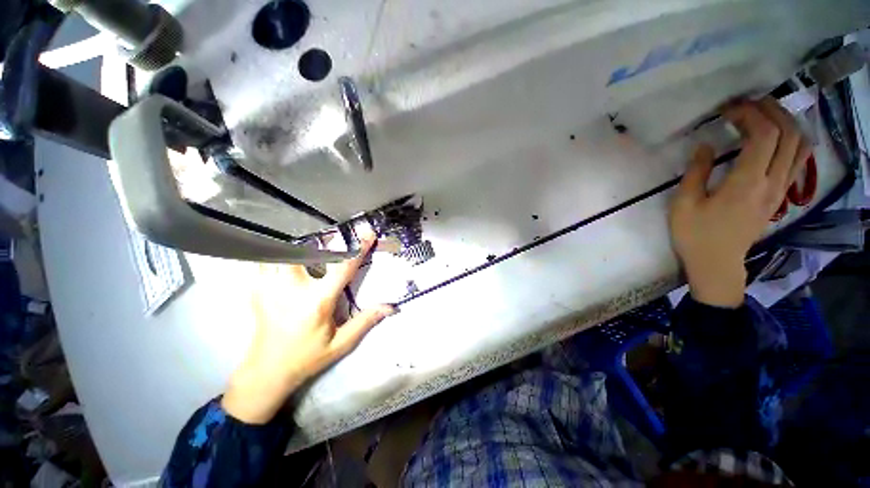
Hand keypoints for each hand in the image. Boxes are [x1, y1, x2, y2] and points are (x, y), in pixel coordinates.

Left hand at [222, 231, 393, 423]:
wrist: (266, 372)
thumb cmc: (307, 357)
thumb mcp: (341, 343)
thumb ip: (366, 321)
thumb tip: (390, 307)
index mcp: (318, 301)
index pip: (342, 268)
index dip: (358, 249)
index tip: (367, 234)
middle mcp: (292, 289)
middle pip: (303, 250)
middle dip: (319, 241)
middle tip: (332, 238)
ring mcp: (270, 287)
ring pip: (280, 251)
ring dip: (296, 245)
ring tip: (309, 246)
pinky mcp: (257, 289)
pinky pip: (263, 261)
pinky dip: (275, 253)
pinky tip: (285, 257)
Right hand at [669, 98, 811, 307]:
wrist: (717, 263)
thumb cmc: (695, 235)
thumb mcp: (683, 204)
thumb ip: (697, 172)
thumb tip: (706, 146)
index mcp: (747, 183)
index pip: (764, 134)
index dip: (749, 113)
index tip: (727, 109)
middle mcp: (772, 182)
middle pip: (788, 133)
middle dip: (770, 110)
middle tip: (746, 105)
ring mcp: (780, 189)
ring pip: (800, 144)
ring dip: (785, 122)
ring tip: (763, 114)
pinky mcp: (780, 195)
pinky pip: (798, 160)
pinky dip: (793, 139)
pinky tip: (777, 136)